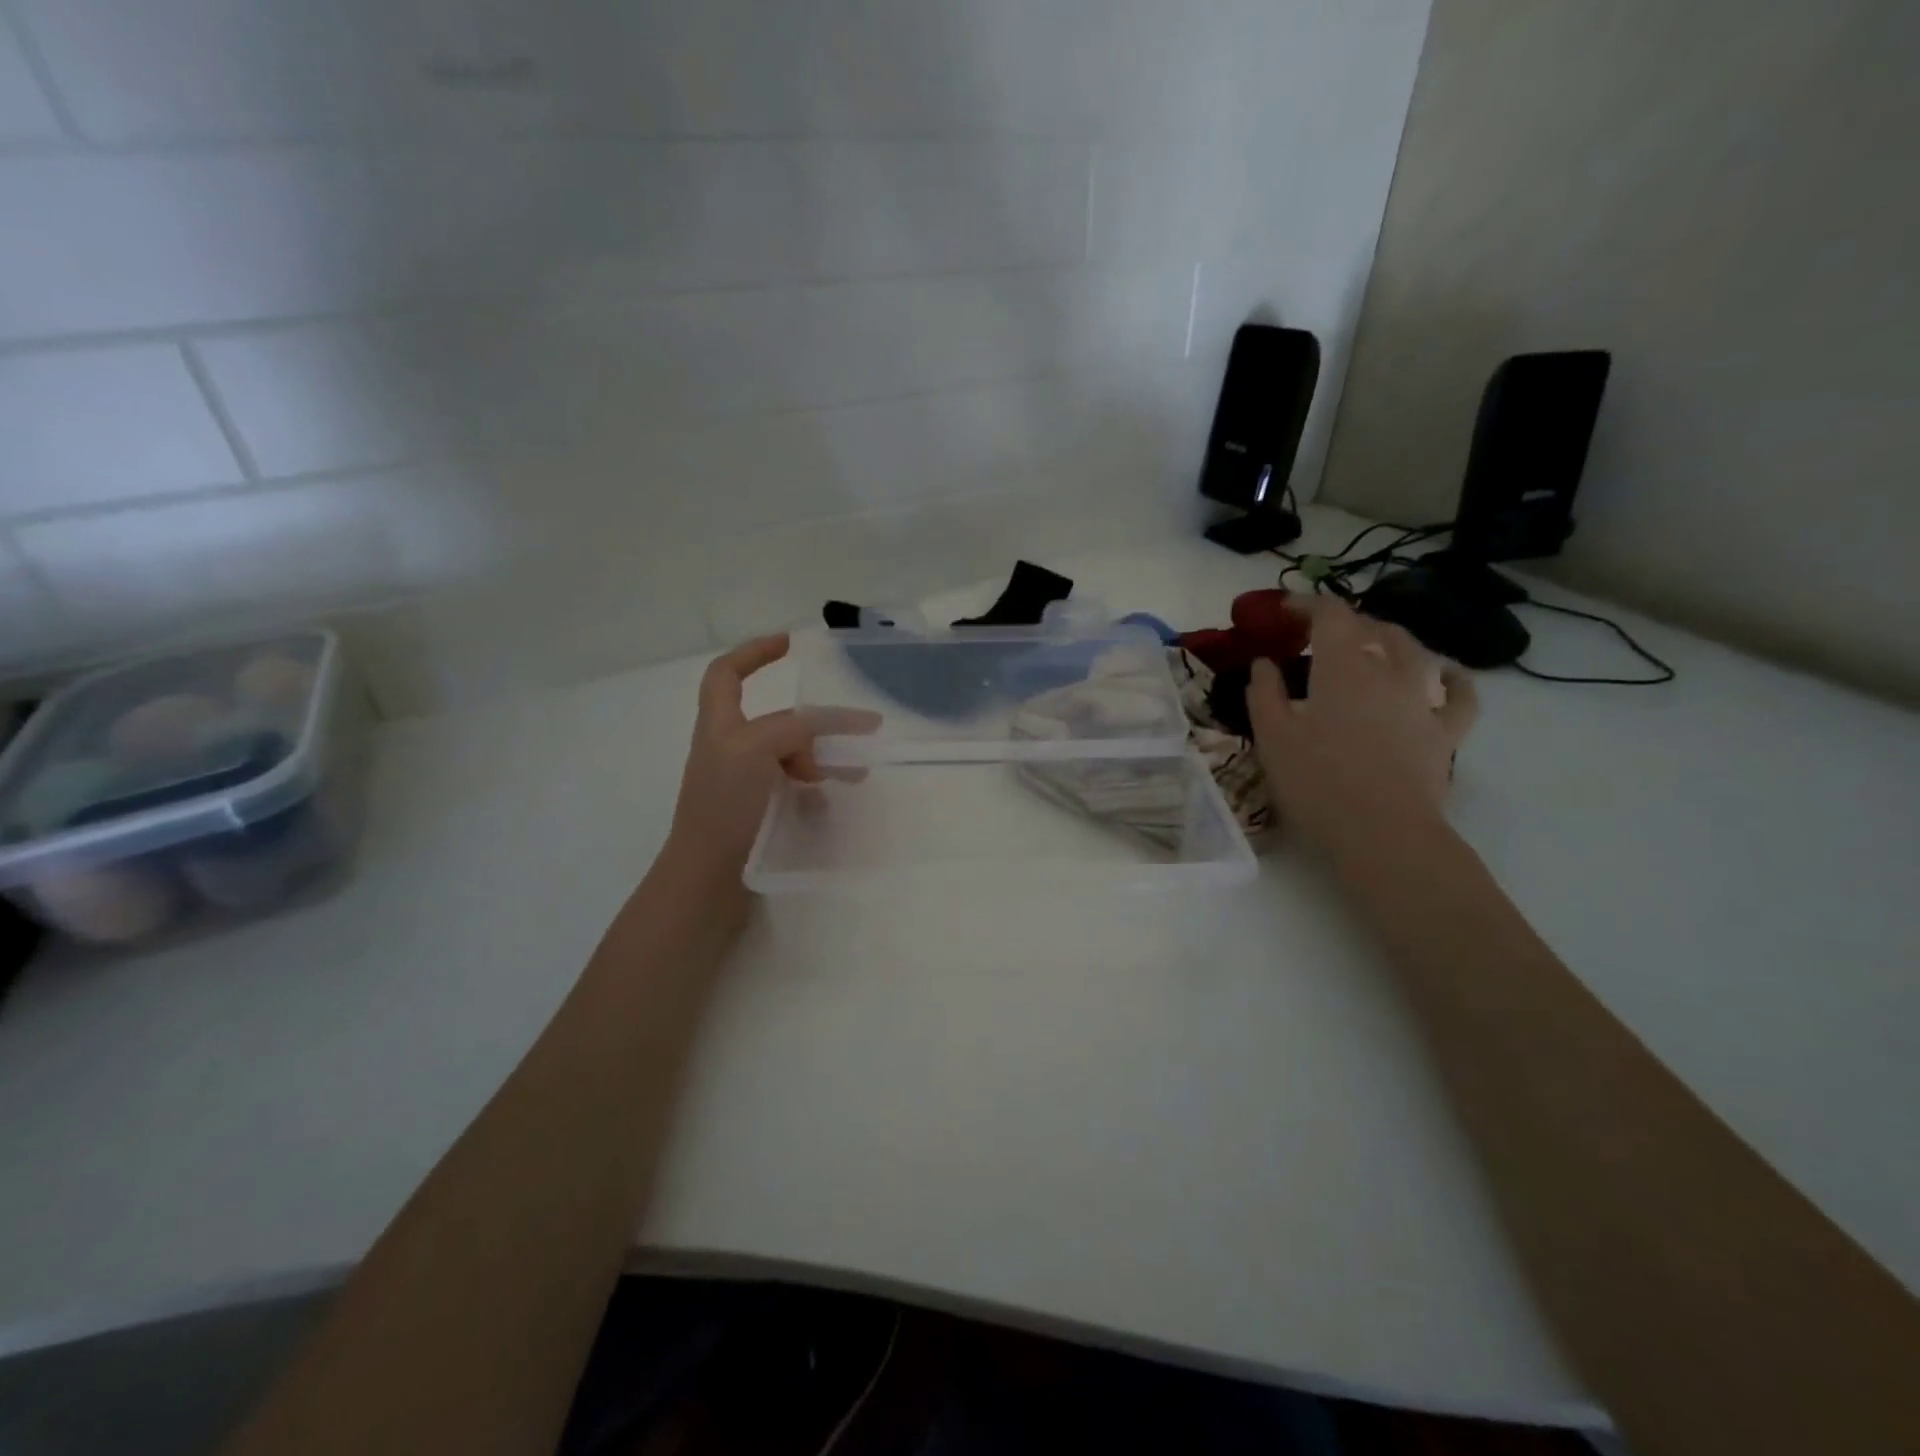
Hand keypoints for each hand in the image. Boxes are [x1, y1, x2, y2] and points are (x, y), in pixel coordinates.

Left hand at [664, 635, 880, 884]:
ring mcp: (742, 784)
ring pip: (789, 756)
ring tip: (854, 772)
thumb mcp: (755, 750)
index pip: (727, 673)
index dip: (754, 652)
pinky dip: (816, 787)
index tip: (790, 644)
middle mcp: (729, 750)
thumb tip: (829, 728)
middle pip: (774, 720)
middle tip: (854, 732)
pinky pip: (792, 788)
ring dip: (821, 757)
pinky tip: (834, 799)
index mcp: (719, 726)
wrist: (706, 880)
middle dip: (813, 723)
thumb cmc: (723, 807)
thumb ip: (793, 729)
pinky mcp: (756, 813)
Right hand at [1247, 597, 1477, 857]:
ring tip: (1374, 645)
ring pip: (1414, 652)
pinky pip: (1459, 696)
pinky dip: (1453, 680)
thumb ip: (1264, 693)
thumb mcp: (1272, 737)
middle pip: (1373, 628)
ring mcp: (1422, 701)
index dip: (1307, 604)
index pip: (1330, 615)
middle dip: (1345, 622)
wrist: (1381, 832)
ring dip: (1391, 640)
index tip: (1284, 611)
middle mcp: (1388, 672)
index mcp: (1343, 667)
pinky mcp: (1445, 732)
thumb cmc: (1317, 782)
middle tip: (1319, 635)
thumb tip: (1265, 663)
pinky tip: (1447, 676)